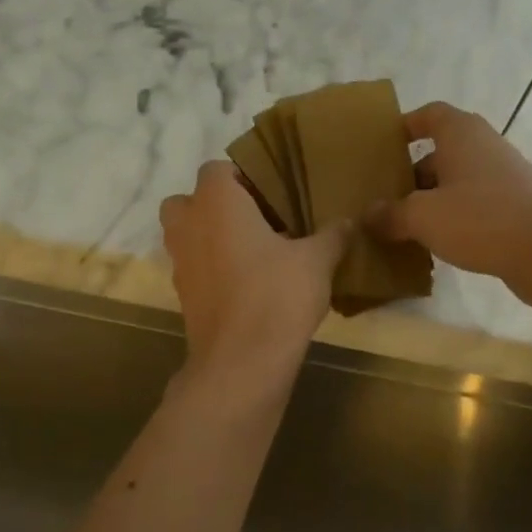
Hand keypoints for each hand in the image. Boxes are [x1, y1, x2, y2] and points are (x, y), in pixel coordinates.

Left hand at [159, 160, 349, 385]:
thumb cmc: (277, 296)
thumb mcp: (317, 261)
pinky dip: (212, 268)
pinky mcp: (183, 295)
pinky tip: (248, 283)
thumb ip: (332, 234)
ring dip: (212, 237)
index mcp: (216, 202)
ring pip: (188, 235)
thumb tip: (350, 220)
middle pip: (190, 200)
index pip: (217, 168)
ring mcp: (180, 262)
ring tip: (255, 251)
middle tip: (257, 219)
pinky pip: (195, 267)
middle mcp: (188, 225)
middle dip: (216, 205)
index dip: (244, 176)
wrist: (241, 363)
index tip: (274, 193)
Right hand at [369, 102, 531, 282]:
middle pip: (442, 152)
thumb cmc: (481, 218)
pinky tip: (438, 244)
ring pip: (458, 182)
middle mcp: (484, 147)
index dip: (407, 124)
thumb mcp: (423, 217)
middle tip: (385, 198)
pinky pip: (475, 206)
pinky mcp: (517, 207)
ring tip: (405, 226)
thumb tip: (368, 216)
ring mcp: (505, 177)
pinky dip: (455, 218)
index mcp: (461, 135)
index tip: (385, 144)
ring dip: (433, 200)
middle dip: (413, 173)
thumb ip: (391, 214)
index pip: (430, 114)